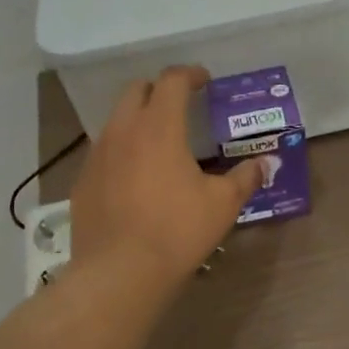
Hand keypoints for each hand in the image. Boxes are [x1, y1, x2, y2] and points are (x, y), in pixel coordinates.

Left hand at [69, 66, 262, 288]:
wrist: (118, 274)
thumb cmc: (176, 231)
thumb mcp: (222, 204)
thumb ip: (245, 177)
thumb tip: (265, 163)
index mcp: (159, 126)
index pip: (172, 81)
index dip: (190, 74)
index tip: (204, 81)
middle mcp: (123, 131)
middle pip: (136, 90)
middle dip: (160, 90)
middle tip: (181, 106)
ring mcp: (97, 155)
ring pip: (116, 120)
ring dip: (138, 119)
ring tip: (160, 142)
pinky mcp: (83, 181)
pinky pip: (103, 151)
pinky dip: (122, 150)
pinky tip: (136, 177)